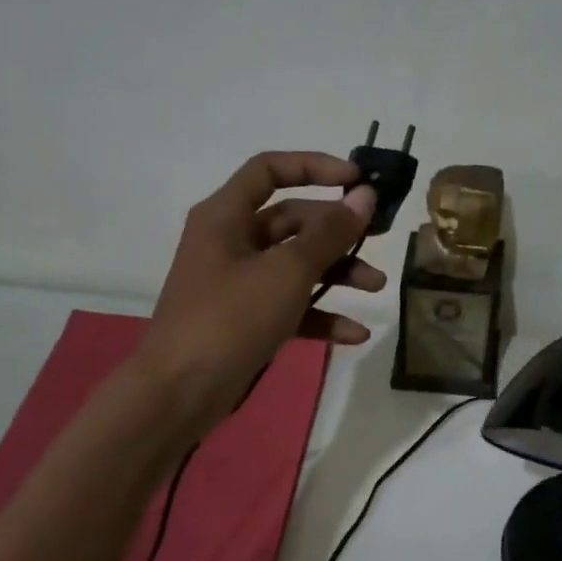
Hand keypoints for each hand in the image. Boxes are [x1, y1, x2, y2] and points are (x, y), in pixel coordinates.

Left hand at [135, 151, 385, 434]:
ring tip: (377, 288)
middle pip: (292, 221)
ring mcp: (239, 284)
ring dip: (337, 274)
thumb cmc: (231, 319)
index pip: (270, 170)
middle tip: (379, 240)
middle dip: (337, 232)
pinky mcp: (247, 321)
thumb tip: (364, 197)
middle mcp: (231, 242)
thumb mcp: (286, 272)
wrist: (182, 392)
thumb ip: (329, 234)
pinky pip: (291, 307)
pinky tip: (354, 334)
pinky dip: (321, 316)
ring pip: (296, 266)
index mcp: (226, 216)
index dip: (315, 167)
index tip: (358, 182)